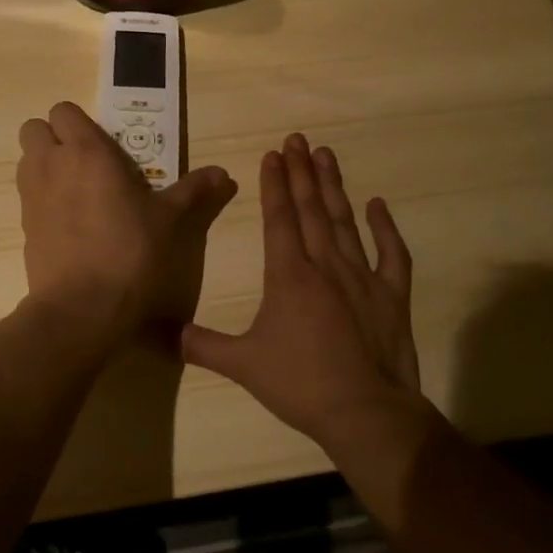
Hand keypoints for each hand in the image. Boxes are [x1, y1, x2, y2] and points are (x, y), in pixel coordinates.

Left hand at [16, 102, 236, 341]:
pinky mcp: (23, 228)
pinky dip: (43, 200)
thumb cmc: (131, 252)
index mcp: (86, 151)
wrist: (82, 308)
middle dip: (54, 137)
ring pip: (26, 161)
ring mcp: (31, 197)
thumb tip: (224, 174)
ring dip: (45, 165)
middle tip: (87, 162)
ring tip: (79, 191)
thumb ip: (196, 192)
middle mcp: (51, 165)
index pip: (63, 110)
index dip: (80, 122)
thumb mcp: (172, 221)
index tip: (105, 144)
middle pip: (34, 128)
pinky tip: (72, 224)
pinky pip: (28, 197)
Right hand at [182, 134, 421, 445]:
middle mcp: (326, 266)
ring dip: (334, 187)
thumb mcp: (243, 365)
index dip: (275, 184)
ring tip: (327, 155)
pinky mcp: (392, 295)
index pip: (280, 218)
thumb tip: (160, 334)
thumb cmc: (301, 384)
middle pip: (311, 209)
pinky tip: (377, 205)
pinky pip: (391, 254)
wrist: (366, 412)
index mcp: (289, 276)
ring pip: (345, 221)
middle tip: (298, 139)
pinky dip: (385, 228)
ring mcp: (363, 277)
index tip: (274, 154)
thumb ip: (201, 346)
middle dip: (302, 172)